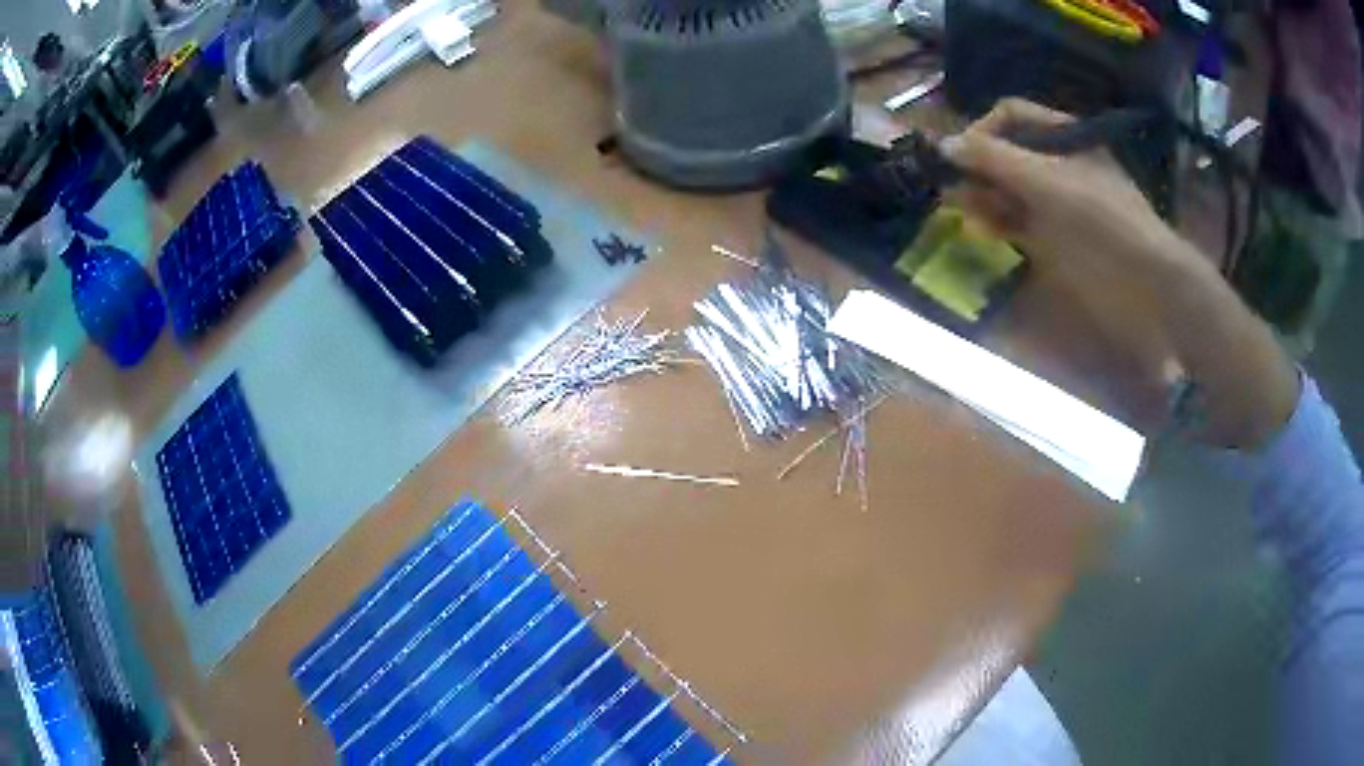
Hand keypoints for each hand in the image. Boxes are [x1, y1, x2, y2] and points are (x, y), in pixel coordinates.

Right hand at [939, 98, 1187, 287]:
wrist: (1143, 283)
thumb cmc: (1100, 219)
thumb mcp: (1047, 180)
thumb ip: (994, 159)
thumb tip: (944, 144)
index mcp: (1064, 136)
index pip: (1012, 115)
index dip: (983, 128)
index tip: (960, 154)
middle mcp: (1057, 163)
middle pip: (1007, 151)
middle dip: (978, 164)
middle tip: (950, 183)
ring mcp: (1056, 202)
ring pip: (1008, 189)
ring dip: (982, 194)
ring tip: (958, 206)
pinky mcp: (1053, 238)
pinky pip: (1017, 223)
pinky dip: (996, 222)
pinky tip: (980, 227)